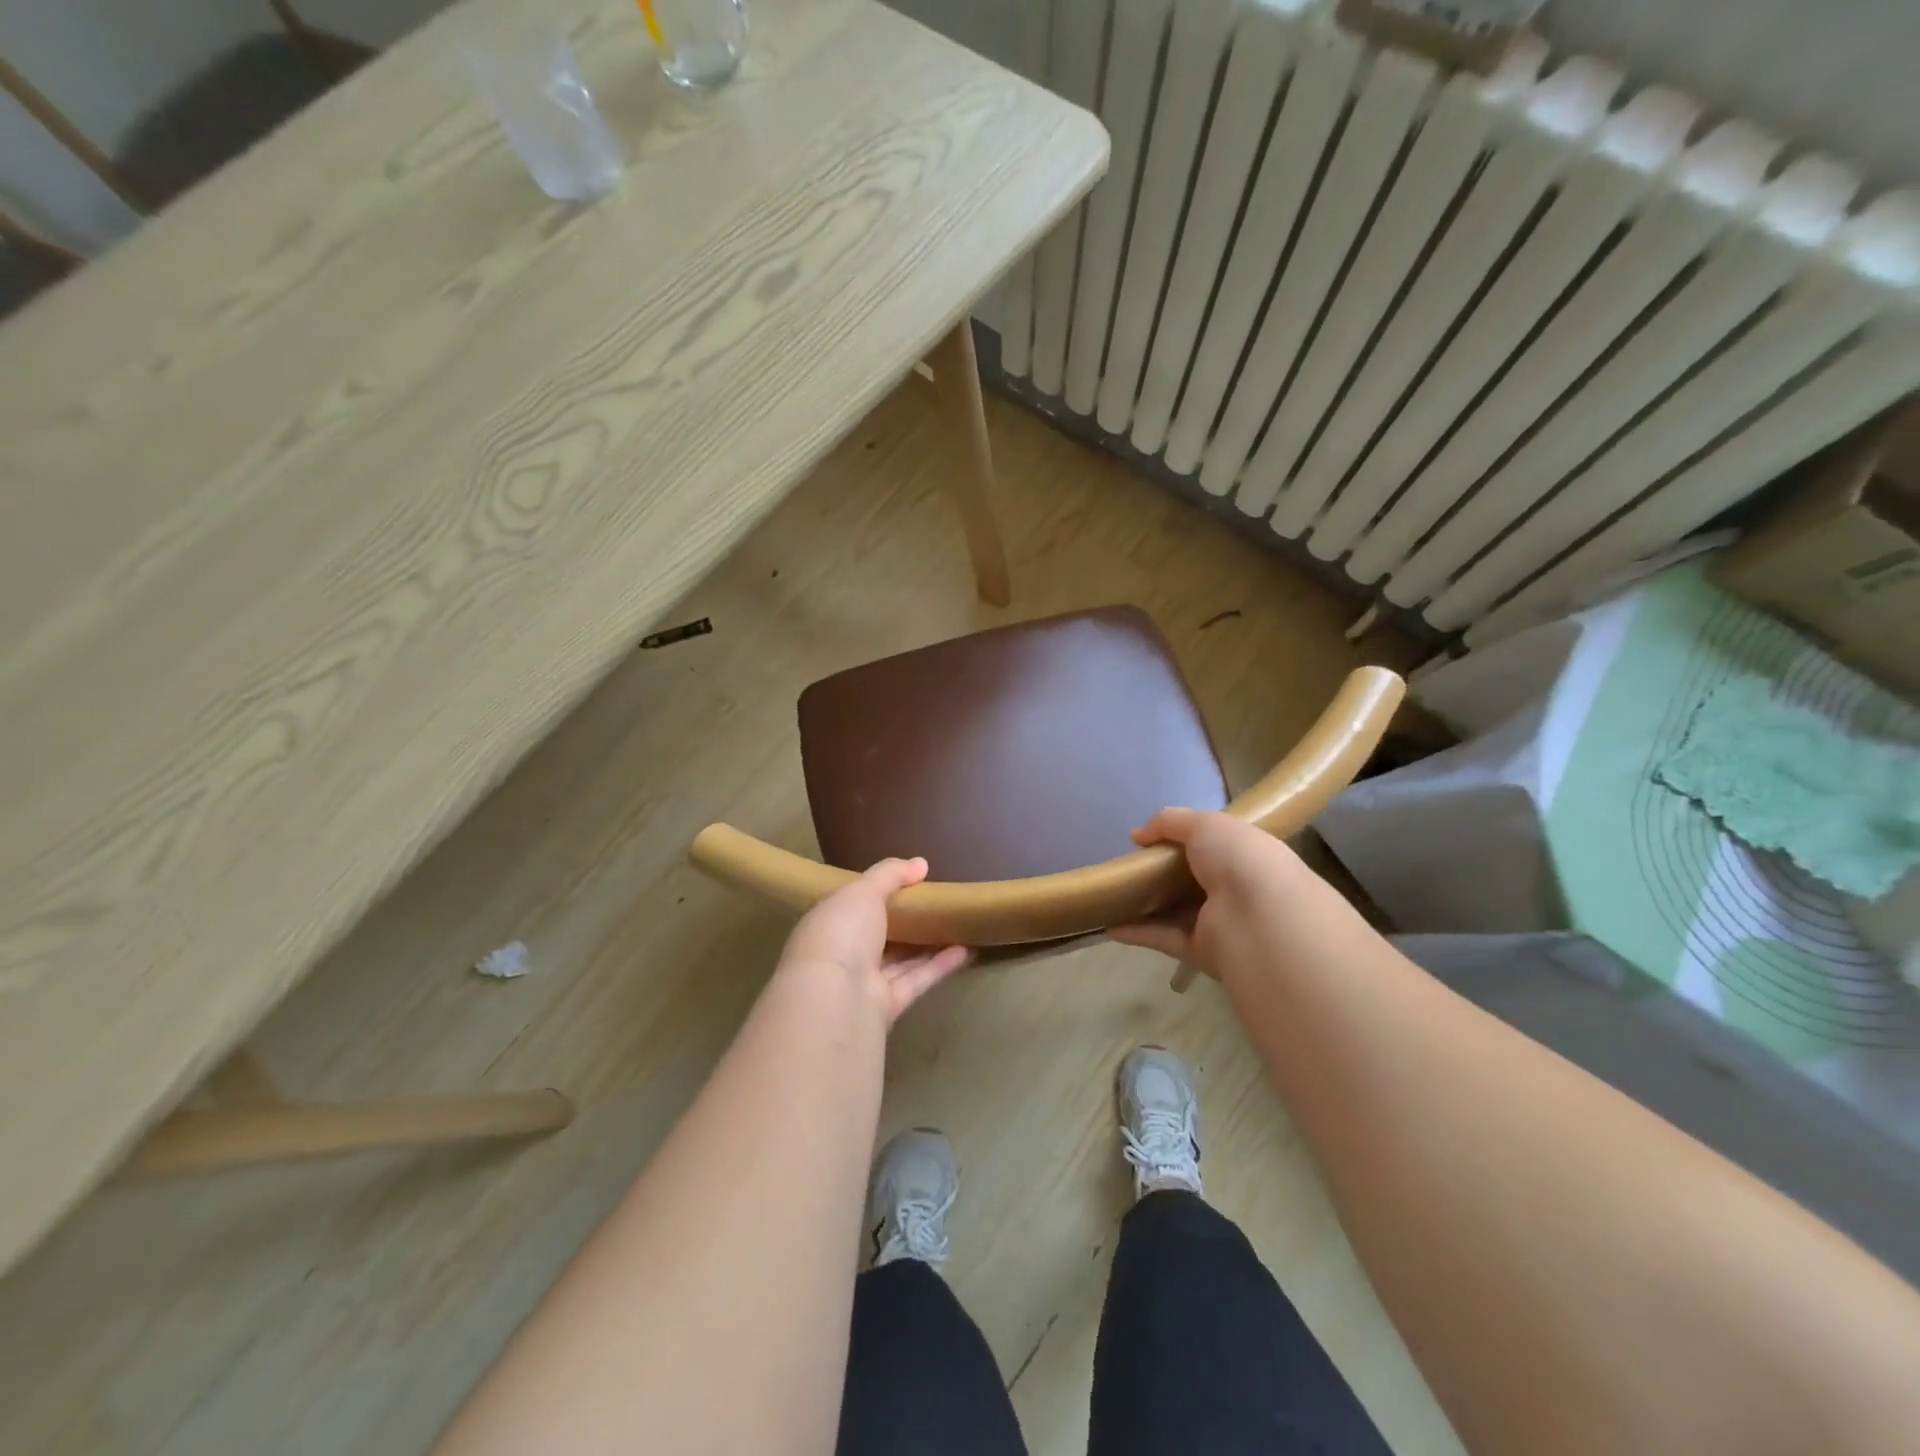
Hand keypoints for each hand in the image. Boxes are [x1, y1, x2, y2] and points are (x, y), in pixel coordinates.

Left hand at [778, 857, 970, 1025]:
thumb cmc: (842, 932)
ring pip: (900, 960)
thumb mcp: (863, 890)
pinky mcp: (888, 1006)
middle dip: (906, 920)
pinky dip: (940, 965)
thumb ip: (891, 874)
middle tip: (937, 902)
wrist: (836, 997)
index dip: (877, 893)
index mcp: (828, 923)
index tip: (908, 882)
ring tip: (958, 924)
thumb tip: (920, 863)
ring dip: (928, 943)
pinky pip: (916, 980)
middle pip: (879, 935)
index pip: (852, 906)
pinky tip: (966, 950)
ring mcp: (864, 983)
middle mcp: (843, 954)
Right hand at [1111, 809, 1307, 982]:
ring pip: (1177, 913)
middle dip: (1162, 875)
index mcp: (1245, 855)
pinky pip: (1164, 939)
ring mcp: (1220, 923)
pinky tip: (1110, 926)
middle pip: (1192, 882)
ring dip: (1146, 906)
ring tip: (1112, 897)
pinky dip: (1138, 933)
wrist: (1259, 918)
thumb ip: (1170, 823)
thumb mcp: (1205, 824)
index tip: (1152, 841)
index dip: (1185, 842)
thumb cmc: (1238, 860)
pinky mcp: (1202, 951)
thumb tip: (1137, 835)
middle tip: (1128, 867)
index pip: (1215, 847)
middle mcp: (1236, 889)